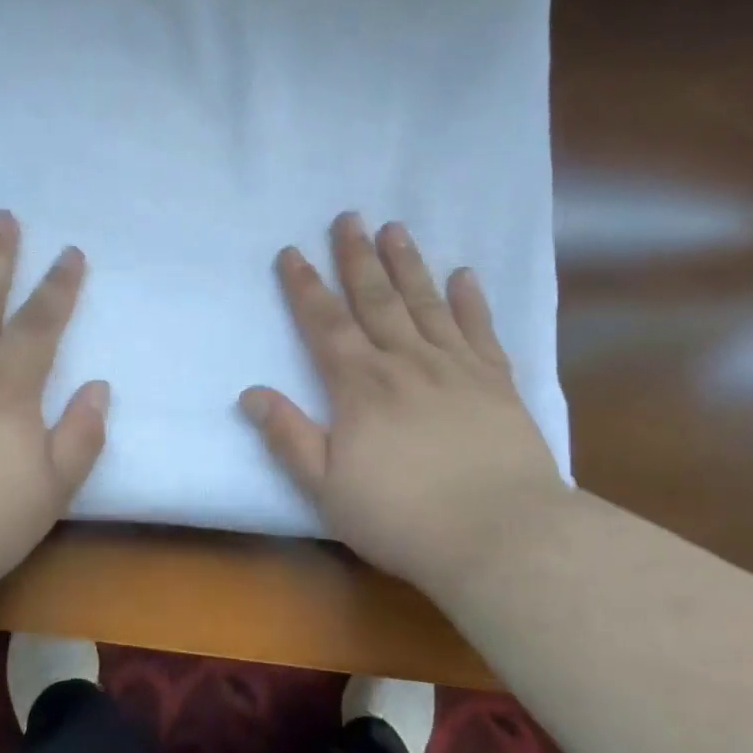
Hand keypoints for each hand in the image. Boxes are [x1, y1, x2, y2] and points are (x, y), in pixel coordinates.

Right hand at [240, 212, 567, 595]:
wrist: (501, 535)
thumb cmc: (403, 518)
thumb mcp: (326, 488)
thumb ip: (288, 437)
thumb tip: (250, 393)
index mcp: (360, 387)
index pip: (326, 325)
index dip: (305, 287)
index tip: (292, 252)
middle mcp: (406, 362)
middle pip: (376, 299)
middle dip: (357, 257)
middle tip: (348, 217)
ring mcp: (456, 368)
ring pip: (425, 303)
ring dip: (407, 264)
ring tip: (395, 228)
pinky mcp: (497, 383)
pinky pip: (480, 329)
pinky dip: (470, 300)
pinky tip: (464, 275)